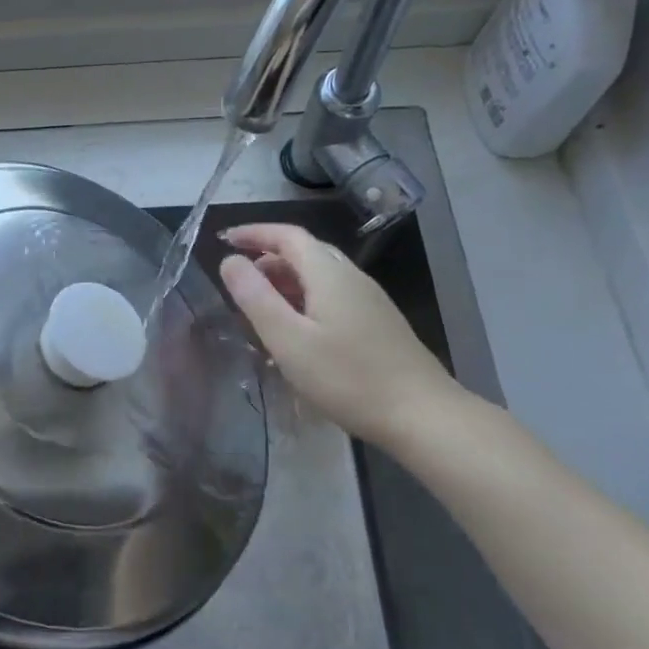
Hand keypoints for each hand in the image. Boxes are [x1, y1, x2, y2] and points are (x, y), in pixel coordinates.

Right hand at [218, 223, 462, 449]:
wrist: (423, 415)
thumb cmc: (347, 377)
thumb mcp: (288, 340)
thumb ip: (255, 297)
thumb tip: (230, 261)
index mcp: (328, 273)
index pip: (287, 236)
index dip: (254, 233)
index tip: (225, 240)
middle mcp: (351, 277)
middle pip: (305, 253)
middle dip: (267, 258)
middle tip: (238, 279)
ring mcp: (369, 300)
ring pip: (319, 276)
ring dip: (285, 281)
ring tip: (259, 306)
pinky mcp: (377, 323)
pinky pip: (332, 296)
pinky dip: (304, 300)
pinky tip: (295, 331)